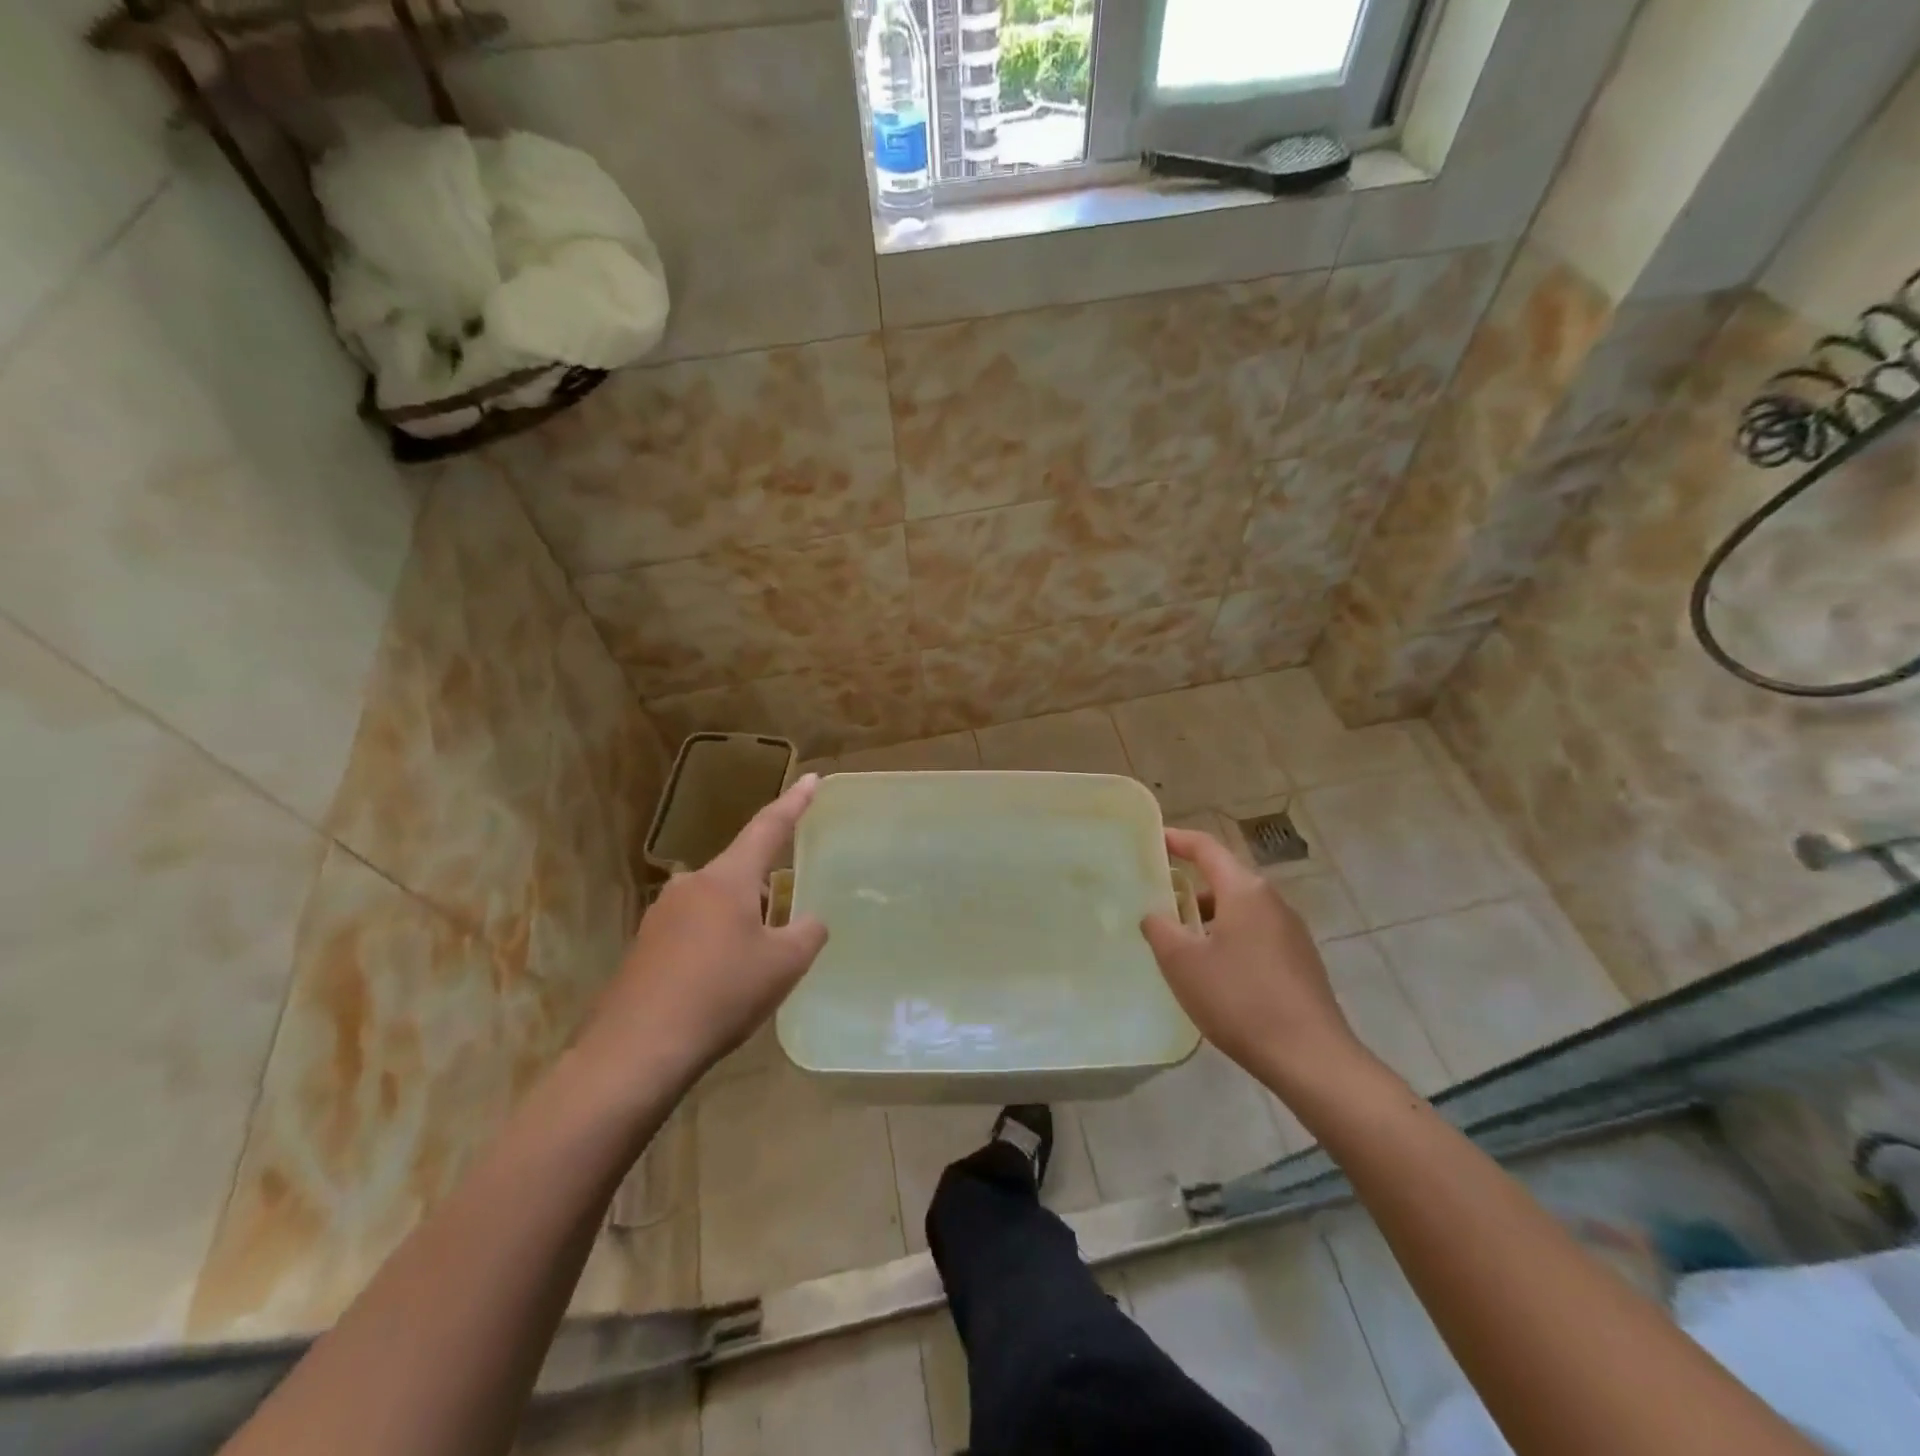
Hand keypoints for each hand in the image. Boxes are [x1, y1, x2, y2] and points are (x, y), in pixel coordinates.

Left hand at [578, 775, 828, 1092]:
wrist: (637, 1050)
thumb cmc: (721, 994)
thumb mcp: (784, 965)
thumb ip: (808, 933)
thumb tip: (810, 921)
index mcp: (727, 878)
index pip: (769, 827)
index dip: (794, 803)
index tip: (812, 779)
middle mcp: (691, 884)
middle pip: (740, 872)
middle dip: (766, 889)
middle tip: (786, 922)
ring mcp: (661, 914)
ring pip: (716, 903)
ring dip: (740, 920)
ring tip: (755, 961)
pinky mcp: (645, 945)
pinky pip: (693, 929)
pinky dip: (715, 943)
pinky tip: (721, 980)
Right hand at [1141, 827, 1368, 1095]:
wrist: (1311, 1058)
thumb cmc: (1239, 999)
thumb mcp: (1182, 962)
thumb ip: (1160, 928)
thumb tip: (1155, 913)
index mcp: (1245, 890)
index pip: (1206, 848)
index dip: (1177, 840)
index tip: (1153, 839)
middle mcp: (1272, 901)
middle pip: (1224, 878)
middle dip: (1189, 884)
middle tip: (1156, 897)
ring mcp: (1292, 932)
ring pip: (1239, 909)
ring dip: (1207, 916)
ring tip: (1179, 939)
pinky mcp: (1300, 961)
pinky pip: (1255, 934)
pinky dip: (1227, 937)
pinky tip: (1213, 971)